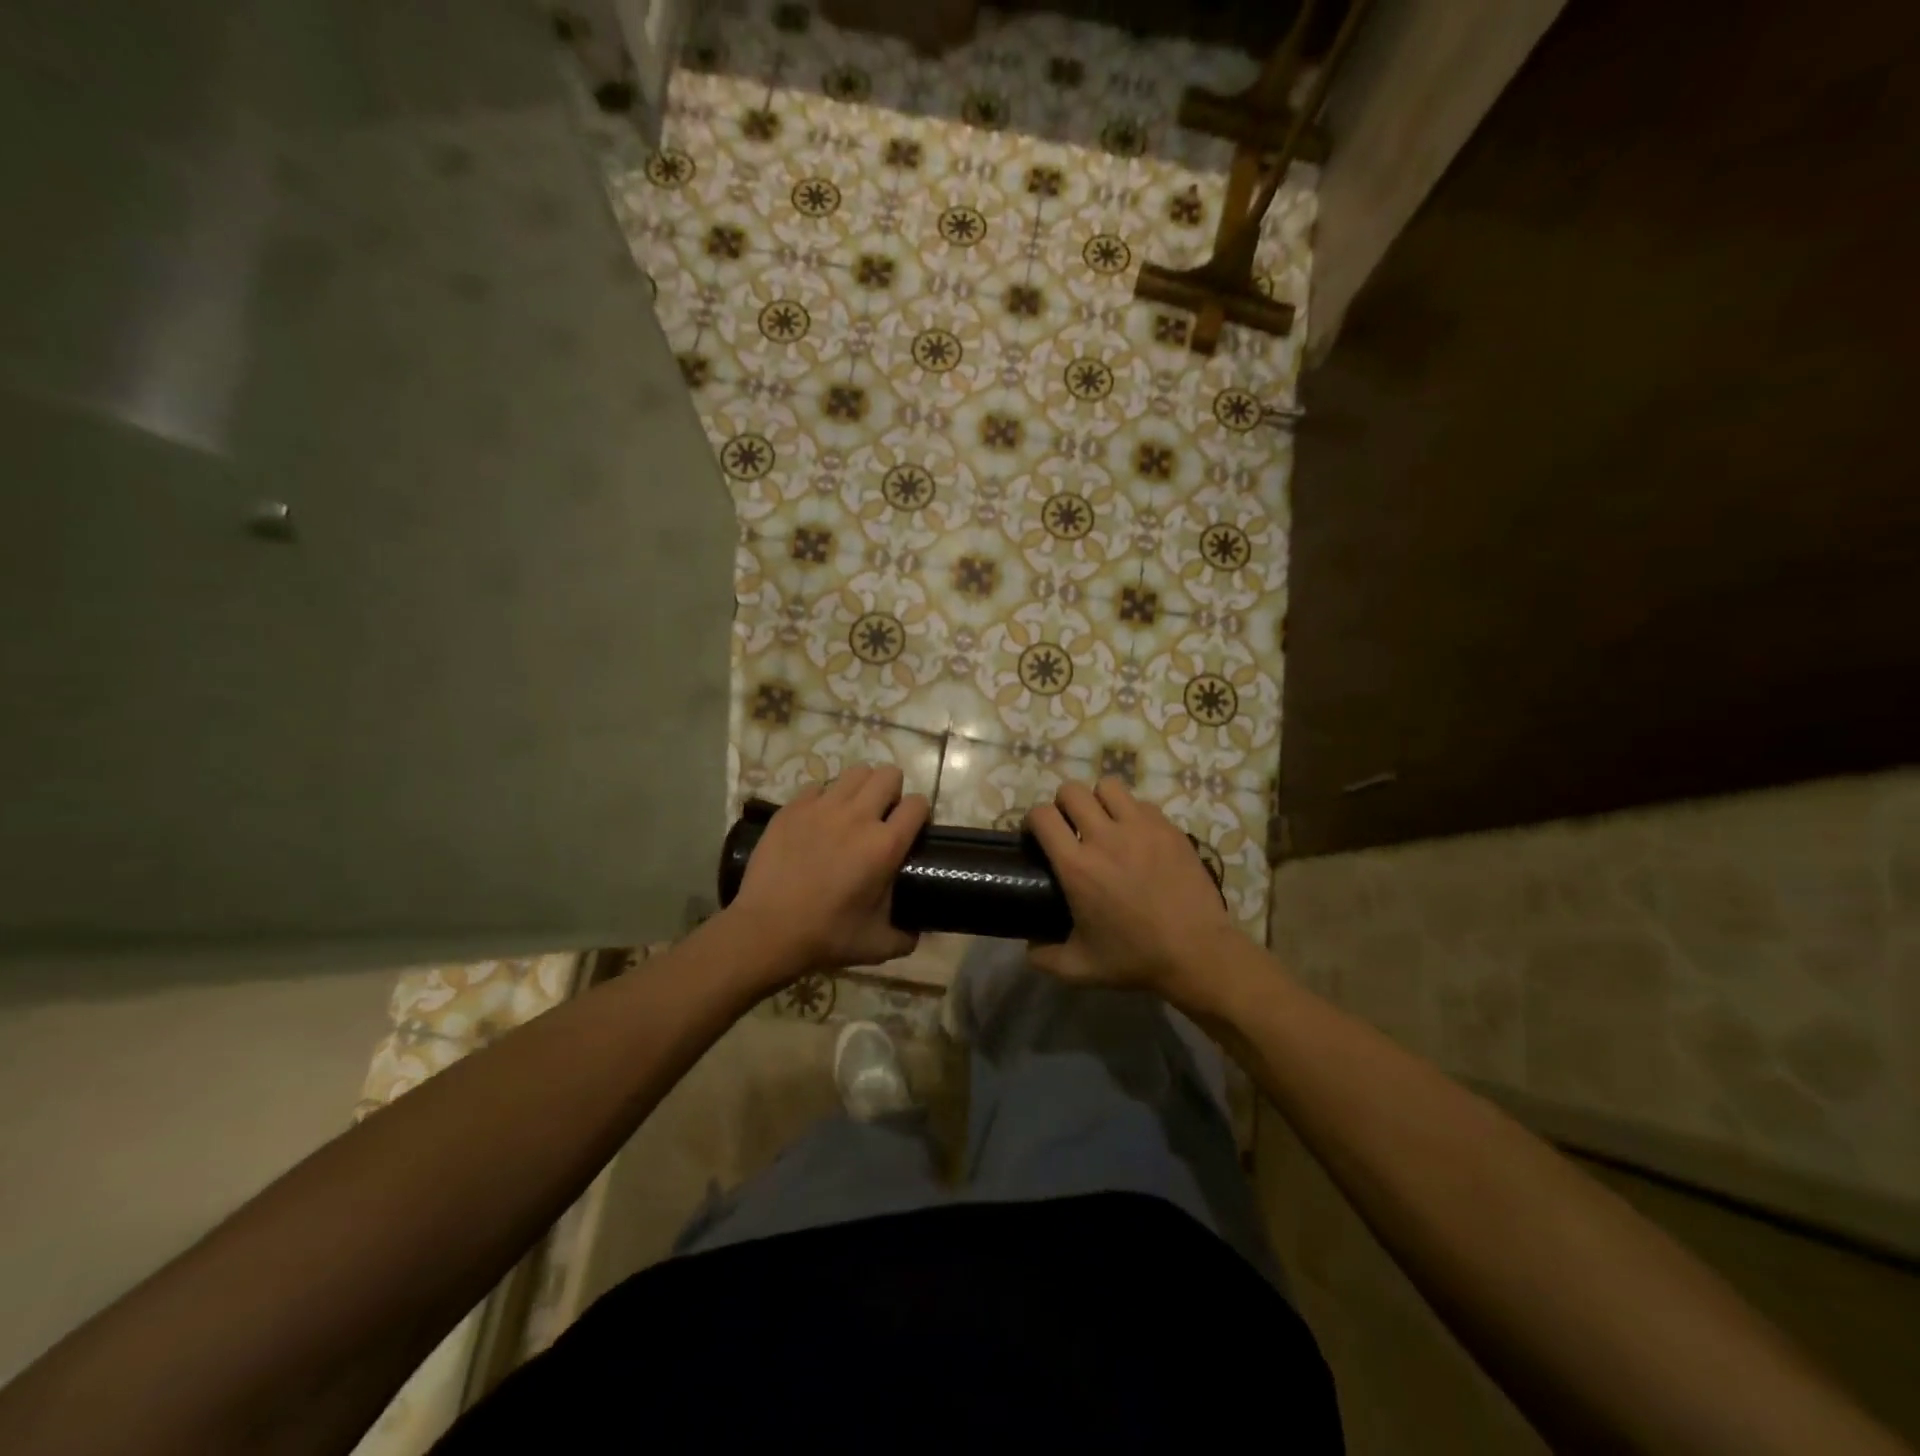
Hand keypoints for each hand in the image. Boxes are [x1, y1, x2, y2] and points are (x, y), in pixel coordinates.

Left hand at [726, 764, 928, 979]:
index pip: (918, 804)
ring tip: (853, 810)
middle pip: (889, 774)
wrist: (767, 931)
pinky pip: (817, 787)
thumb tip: (917, 931)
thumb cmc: (826, 937)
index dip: (919, 814)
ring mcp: (822, 807)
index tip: (912, 829)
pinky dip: (823, 799)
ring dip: (861, 787)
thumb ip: (907, 936)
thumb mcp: (878, 945)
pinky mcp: (792, 808)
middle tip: (882, 816)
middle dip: (892, 791)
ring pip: (855, 772)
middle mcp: (858, 816)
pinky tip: (817, 822)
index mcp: (885, 845)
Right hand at [1026, 778, 1240, 998]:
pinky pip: (1141, 804)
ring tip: (1103, 823)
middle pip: (1071, 790)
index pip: (1042, 816)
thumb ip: (1044, 957)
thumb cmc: (1135, 959)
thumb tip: (1029, 945)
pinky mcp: (1169, 829)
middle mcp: (1105, 837)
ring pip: (1108, 786)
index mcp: (1077, 867)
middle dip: (1063, 804)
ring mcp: (1141, 828)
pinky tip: (1136, 837)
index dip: (1033, 820)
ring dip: (1098, 801)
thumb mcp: (1080, 968)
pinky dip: (1132, 813)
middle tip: (1069, 827)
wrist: (1197, 953)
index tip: (1037, 836)